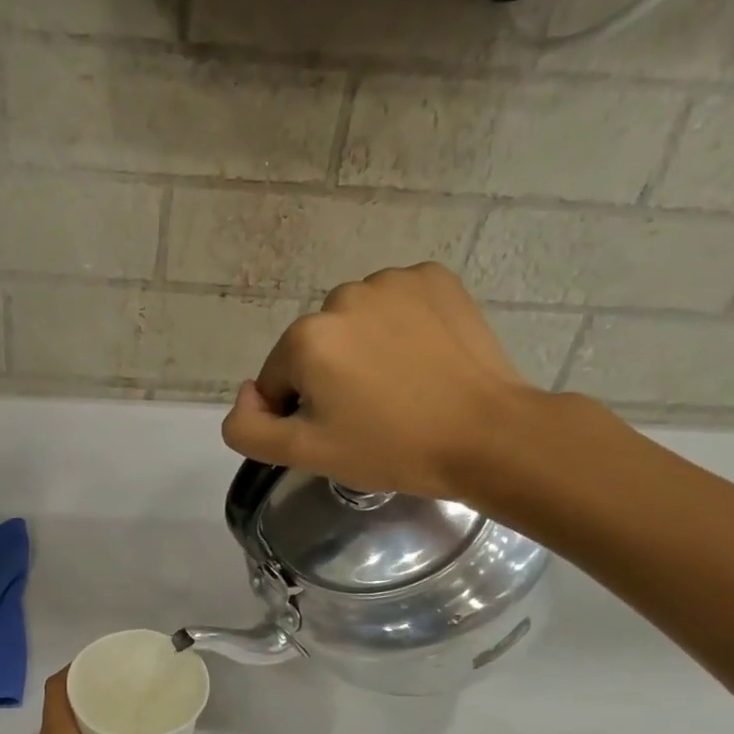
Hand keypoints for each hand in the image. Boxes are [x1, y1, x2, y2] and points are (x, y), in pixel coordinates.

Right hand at [219, 262, 543, 502]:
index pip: (277, 380)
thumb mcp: (305, 454)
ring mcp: (393, 281)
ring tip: (400, 387)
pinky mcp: (435, 278)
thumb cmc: (391, 448)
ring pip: (355, 323)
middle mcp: (343, 295)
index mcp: (307, 337)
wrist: (487, 435)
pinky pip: (395, 304)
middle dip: (330, 378)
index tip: (338, 433)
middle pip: (315, 347)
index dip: (298, 413)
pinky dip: (400, 328)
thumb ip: (247, 430)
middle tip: (370, 414)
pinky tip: (422, 359)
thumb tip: (246, 396)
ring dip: (363, 350)